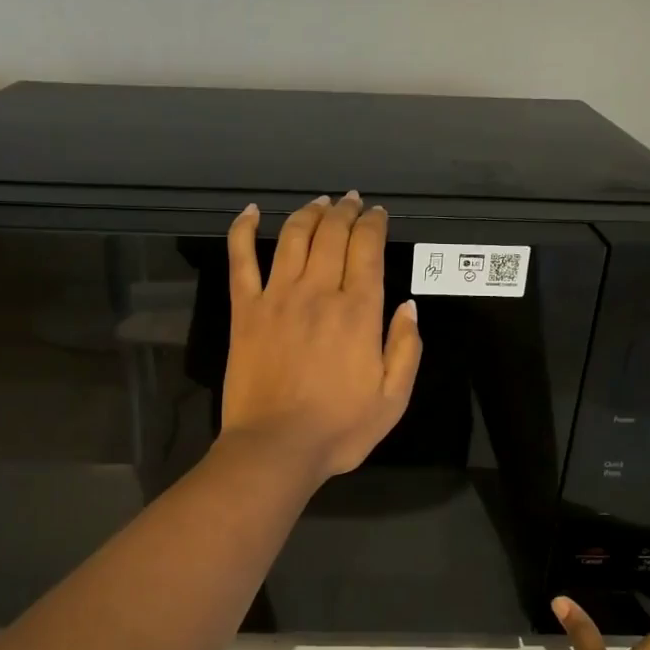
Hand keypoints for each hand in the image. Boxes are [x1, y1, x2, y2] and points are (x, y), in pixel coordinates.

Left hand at [220, 193, 422, 483]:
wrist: (276, 448)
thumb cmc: (339, 429)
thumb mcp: (393, 398)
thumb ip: (407, 349)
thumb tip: (408, 306)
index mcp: (358, 312)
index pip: (368, 249)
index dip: (373, 224)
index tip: (378, 214)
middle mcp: (318, 292)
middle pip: (332, 234)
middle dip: (345, 211)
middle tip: (352, 202)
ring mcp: (277, 298)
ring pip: (293, 237)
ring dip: (309, 213)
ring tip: (320, 203)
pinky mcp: (245, 311)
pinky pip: (241, 260)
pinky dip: (243, 231)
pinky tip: (250, 212)